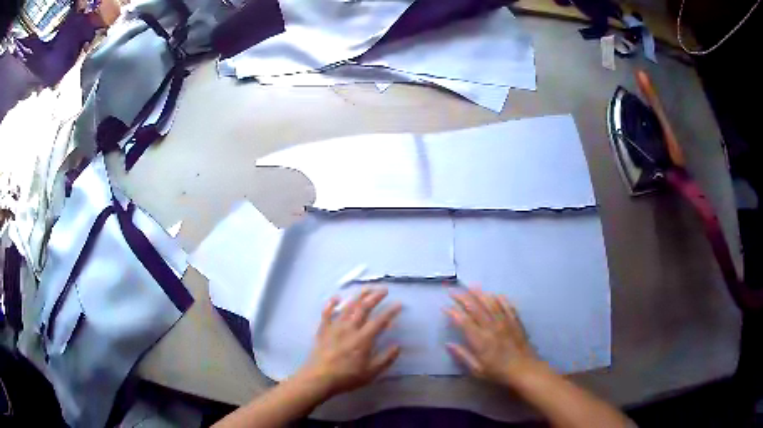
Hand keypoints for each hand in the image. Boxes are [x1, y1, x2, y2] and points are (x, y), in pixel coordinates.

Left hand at [296, 288, 401, 396]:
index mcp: (363, 339)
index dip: (390, 311)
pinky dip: (331, 304)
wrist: (319, 378)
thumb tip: (397, 346)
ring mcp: (334, 327)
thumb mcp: (371, 372)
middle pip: (363, 308)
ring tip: (366, 289)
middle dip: (375, 297)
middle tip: (384, 290)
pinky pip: (327, 313)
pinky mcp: (323, 330)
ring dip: (358, 296)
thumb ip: (386, 359)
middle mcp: (349, 328)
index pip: (380, 320)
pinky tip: (336, 298)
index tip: (399, 304)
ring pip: (347, 307)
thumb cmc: (346, 377)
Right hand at [445, 288, 539, 385]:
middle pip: (475, 308)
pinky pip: (508, 306)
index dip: (453, 312)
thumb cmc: (498, 372)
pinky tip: (496, 294)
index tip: (445, 307)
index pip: (464, 321)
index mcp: (480, 340)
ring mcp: (505, 323)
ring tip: (471, 286)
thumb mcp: (477, 370)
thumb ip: (463, 356)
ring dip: (480, 294)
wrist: (524, 370)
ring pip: (491, 304)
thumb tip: (448, 344)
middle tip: (453, 291)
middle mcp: (491, 327)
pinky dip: (501, 299)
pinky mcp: (515, 322)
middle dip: (463, 298)